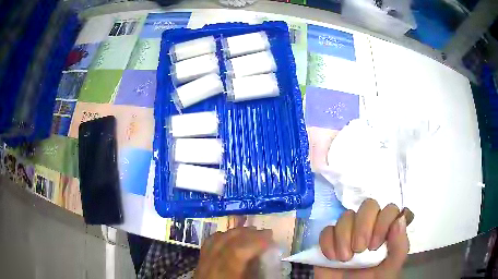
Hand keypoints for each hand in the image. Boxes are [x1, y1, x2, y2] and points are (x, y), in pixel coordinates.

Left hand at [195, 227, 272, 278]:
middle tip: (265, 233)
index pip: (236, 253)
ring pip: (216, 240)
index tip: (271, 238)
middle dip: (248, 234)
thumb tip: (269, 258)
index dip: (255, 242)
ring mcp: (202, 262)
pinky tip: (231, 237)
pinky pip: (209, 243)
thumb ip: (256, 272)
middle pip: (226, 242)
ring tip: (251, 232)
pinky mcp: (200, 261)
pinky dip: (222, 236)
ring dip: (235, 233)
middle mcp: (210, 265)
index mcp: (224, 274)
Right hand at [316, 199, 413, 278]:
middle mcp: (369, 228)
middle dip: (363, 227)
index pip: (389, 210)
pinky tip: (331, 258)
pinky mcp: (329, 240)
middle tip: (360, 250)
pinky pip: (326, 230)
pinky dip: (328, 243)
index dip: (383, 222)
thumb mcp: (391, 267)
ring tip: (344, 259)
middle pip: (368, 206)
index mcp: (386, 232)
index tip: (375, 246)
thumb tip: (399, 219)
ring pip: (346, 216)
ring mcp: (348, 233)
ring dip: (344, 238)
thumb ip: (399, 246)